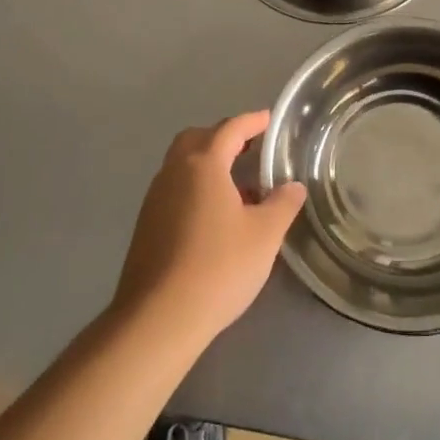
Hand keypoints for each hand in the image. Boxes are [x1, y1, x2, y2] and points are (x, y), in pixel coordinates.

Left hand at [113, 111, 306, 347]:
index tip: (269, 119)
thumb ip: (283, 204)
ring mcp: (155, 200)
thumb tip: (293, 186)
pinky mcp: (146, 227)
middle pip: (197, 139)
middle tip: (249, 148)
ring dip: (208, 163)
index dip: (252, 121)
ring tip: (238, 186)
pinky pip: (174, 190)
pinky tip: (215, 217)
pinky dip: (195, 188)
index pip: (230, 129)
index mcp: (203, 165)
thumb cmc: (218, 267)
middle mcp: (174, 173)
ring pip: (181, 165)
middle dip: (223, 137)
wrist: (158, 320)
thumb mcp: (265, 235)